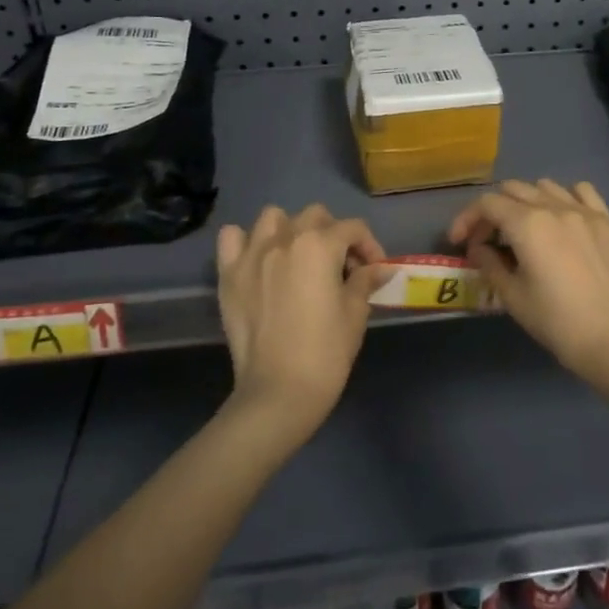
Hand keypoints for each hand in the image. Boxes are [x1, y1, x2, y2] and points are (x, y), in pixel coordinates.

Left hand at [215, 205, 384, 442]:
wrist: (278, 392)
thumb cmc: (326, 352)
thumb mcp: (355, 314)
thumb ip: (365, 281)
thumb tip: (379, 268)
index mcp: (319, 245)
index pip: (353, 228)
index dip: (370, 246)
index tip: (374, 270)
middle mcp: (284, 239)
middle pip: (315, 216)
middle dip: (333, 234)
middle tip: (340, 266)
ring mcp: (252, 254)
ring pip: (273, 217)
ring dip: (290, 230)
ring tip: (299, 258)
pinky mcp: (229, 274)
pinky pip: (232, 238)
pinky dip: (246, 242)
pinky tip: (259, 261)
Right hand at [450, 180, 608, 384]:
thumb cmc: (558, 322)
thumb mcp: (513, 297)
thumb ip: (489, 263)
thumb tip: (478, 248)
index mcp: (527, 224)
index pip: (487, 204)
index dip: (467, 219)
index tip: (459, 242)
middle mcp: (555, 207)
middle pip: (513, 189)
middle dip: (493, 211)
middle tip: (488, 240)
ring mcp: (585, 211)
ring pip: (545, 186)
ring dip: (526, 201)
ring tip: (524, 229)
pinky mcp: (608, 221)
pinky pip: (582, 192)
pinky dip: (565, 197)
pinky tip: (562, 219)